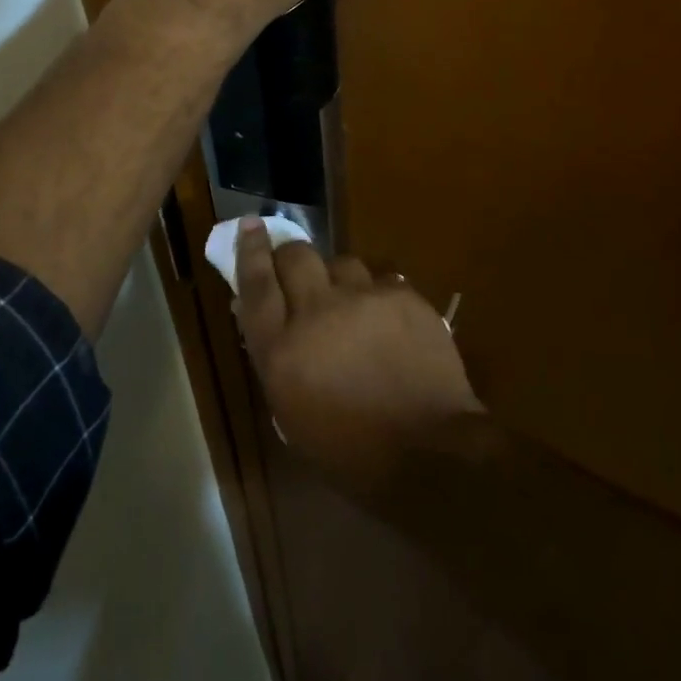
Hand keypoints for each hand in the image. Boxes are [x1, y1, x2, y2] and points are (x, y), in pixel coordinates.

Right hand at [234, 218, 482, 483]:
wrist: (430, 454)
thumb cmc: (352, 453)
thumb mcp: (293, 415)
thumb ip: (276, 358)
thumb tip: (262, 318)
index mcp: (283, 351)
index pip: (256, 284)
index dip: (251, 250)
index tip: (251, 225)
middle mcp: (318, 312)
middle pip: (296, 256)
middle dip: (292, 256)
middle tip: (297, 270)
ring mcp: (363, 298)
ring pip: (341, 262)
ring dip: (338, 279)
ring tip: (351, 305)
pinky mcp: (402, 295)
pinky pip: (381, 281)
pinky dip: (377, 296)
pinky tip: (388, 323)